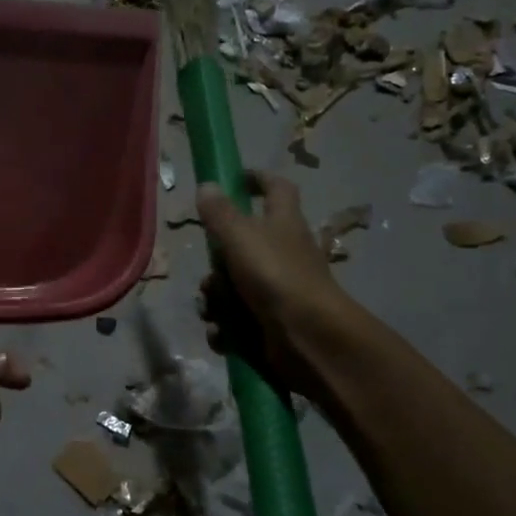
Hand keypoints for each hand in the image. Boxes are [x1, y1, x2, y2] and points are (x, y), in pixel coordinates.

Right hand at [197, 172, 354, 398]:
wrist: (308, 336)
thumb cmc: (276, 275)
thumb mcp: (241, 236)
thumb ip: (220, 212)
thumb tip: (207, 185)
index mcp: (282, 223)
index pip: (276, 189)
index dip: (257, 179)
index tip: (233, 179)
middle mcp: (281, 253)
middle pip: (239, 248)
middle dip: (216, 264)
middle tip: (211, 272)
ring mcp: (275, 290)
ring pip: (231, 287)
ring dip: (215, 300)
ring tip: (215, 310)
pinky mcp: (268, 322)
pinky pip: (234, 320)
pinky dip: (225, 328)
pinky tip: (222, 333)